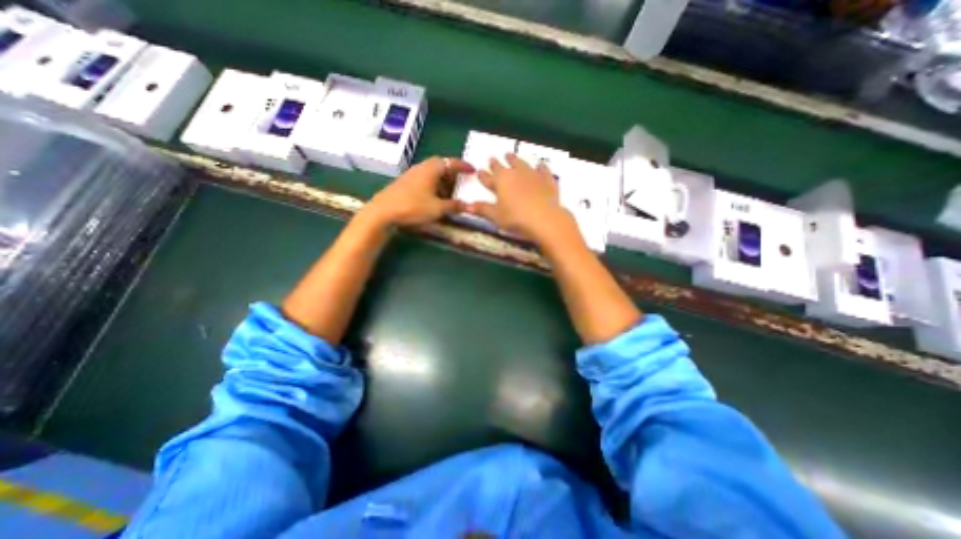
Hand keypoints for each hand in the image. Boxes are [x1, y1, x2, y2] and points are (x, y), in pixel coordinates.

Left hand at [362, 159, 474, 228]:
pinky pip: (424, 180)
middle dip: (452, 174)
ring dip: (442, 181)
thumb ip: (454, 206)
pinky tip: (434, 198)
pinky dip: (433, 186)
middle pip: (440, 166)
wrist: (383, 211)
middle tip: (461, 182)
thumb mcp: (438, 208)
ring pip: (431, 174)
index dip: (463, 166)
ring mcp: (411, 175)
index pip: (451, 162)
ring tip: (450, 193)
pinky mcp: (404, 184)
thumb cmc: (413, 206)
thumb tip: (469, 206)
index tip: (473, 170)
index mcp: (431, 169)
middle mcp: (421, 168)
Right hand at [468, 154, 573, 245]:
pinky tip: (540, 165)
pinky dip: (540, 167)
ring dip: (515, 160)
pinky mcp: (547, 181)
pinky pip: (543, 170)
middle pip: (504, 166)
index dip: (483, 175)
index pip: (488, 177)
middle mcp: (516, 173)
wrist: (545, 219)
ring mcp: (533, 175)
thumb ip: (482, 209)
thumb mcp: (496, 216)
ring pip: (522, 164)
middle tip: (493, 158)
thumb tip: (467, 206)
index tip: (479, 171)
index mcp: (501, 181)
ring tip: (512, 155)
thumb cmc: (516, 218)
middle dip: (497, 163)